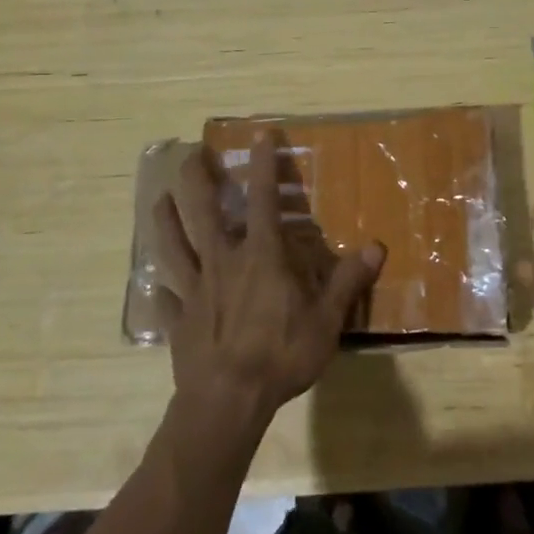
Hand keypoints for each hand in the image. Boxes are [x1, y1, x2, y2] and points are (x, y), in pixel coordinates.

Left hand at [153, 134, 384, 425]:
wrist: (228, 400)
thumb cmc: (281, 353)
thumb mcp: (327, 319)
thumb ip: (348, 280)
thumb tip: (377, 246)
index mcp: (261, 255)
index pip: (262, 198)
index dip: (263, 164)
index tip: (260, 134)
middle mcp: (222, 261)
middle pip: (203, 211)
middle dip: (196, 179)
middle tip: (190, 155)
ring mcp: (194, 290)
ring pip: (172, 246)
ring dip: (165, 220)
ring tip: (159, 200)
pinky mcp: (177, 320)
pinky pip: (165, 298)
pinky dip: (160, 290)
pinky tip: (155, 286)